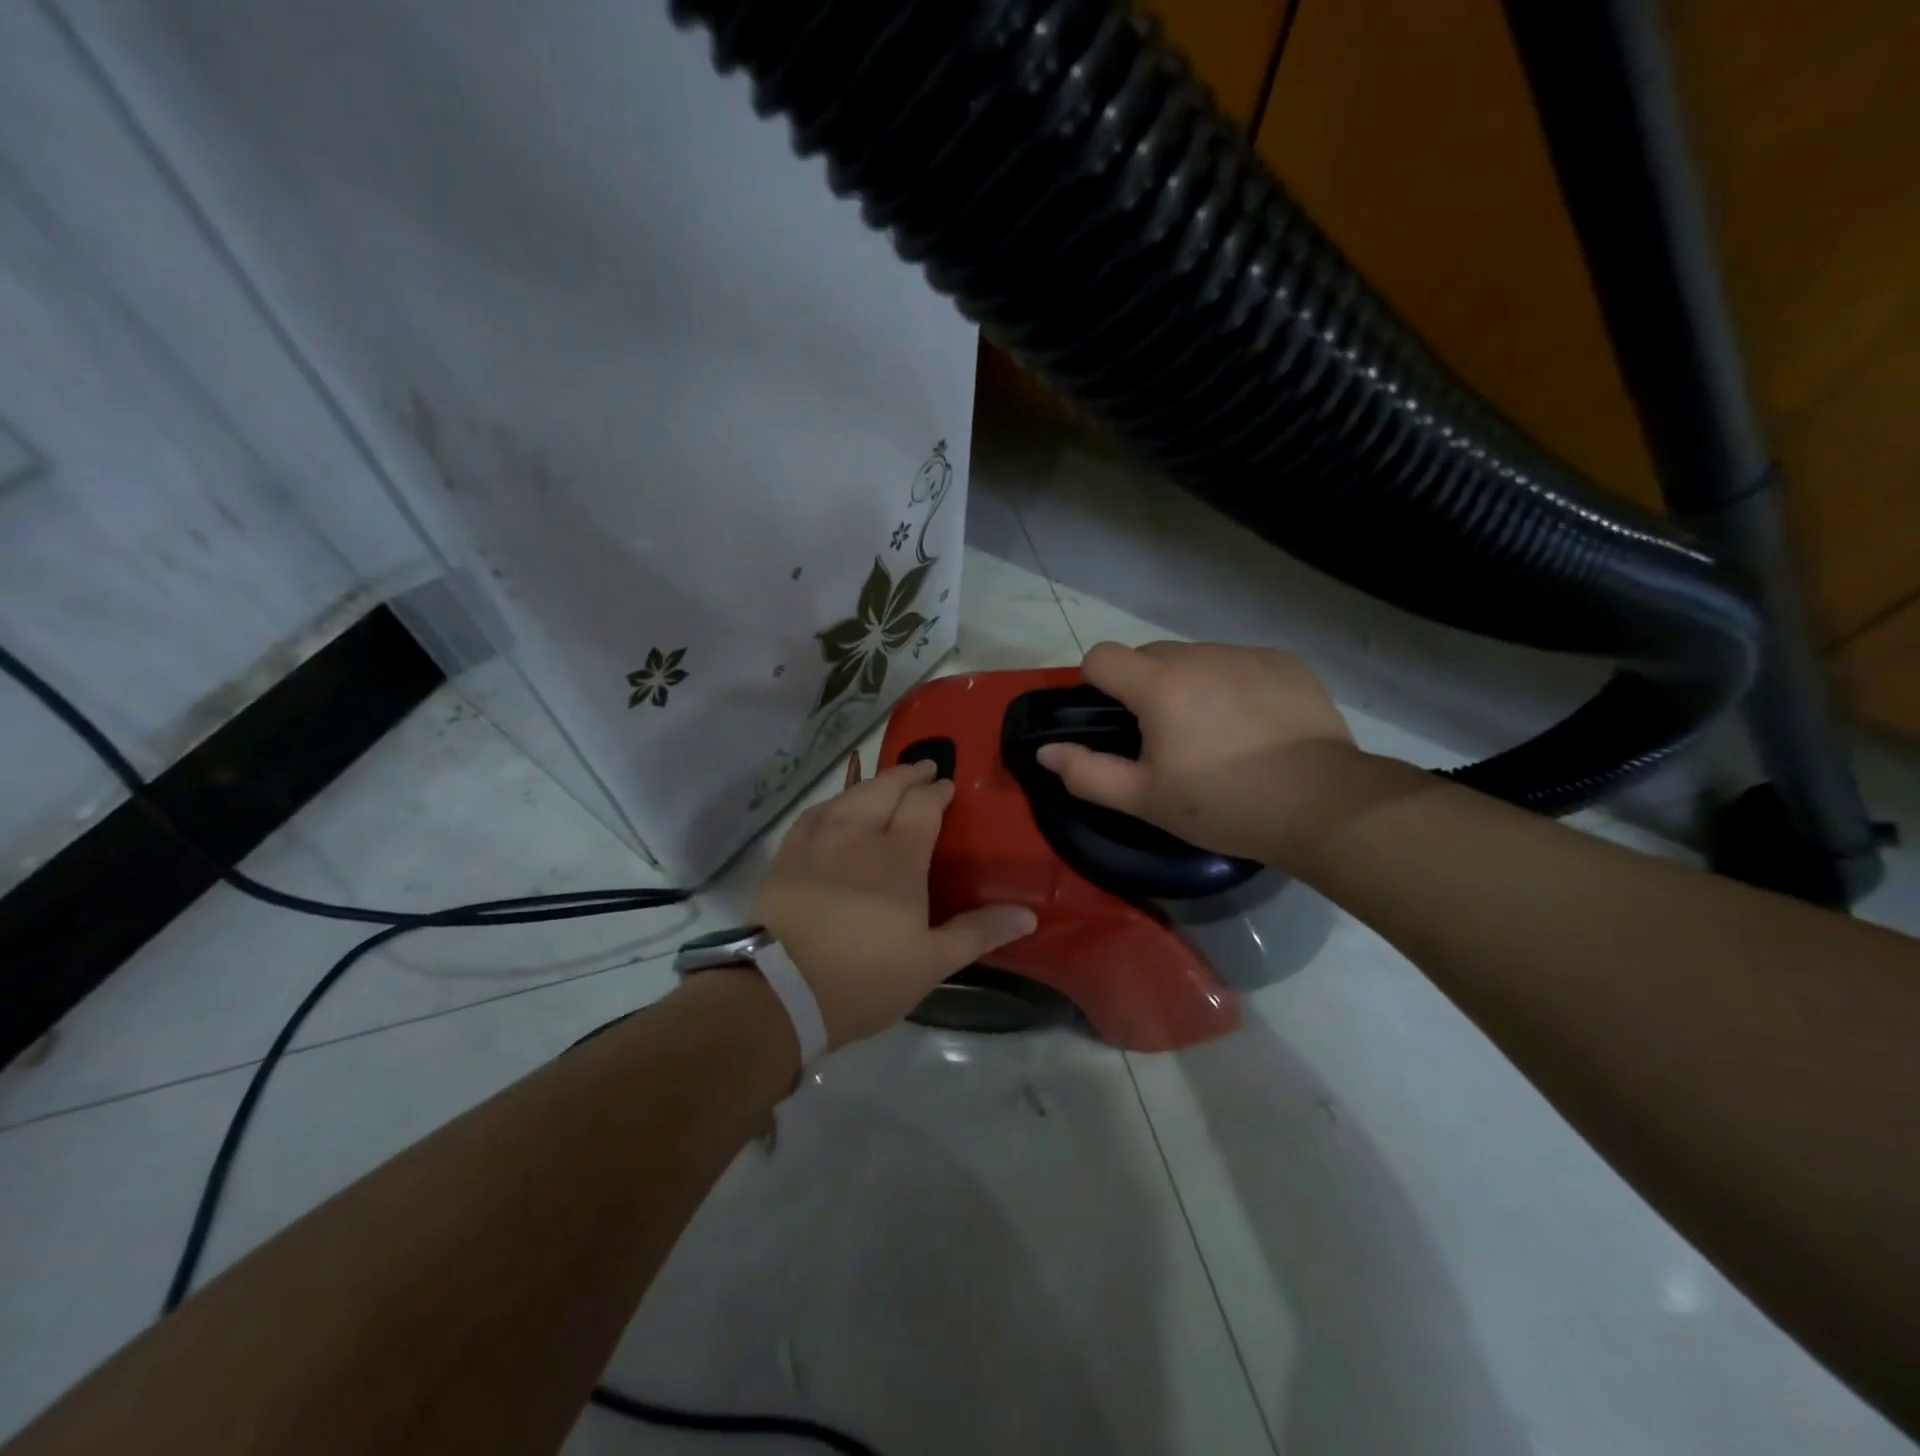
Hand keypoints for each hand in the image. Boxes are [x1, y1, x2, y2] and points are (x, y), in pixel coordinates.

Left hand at [754, 756, 1037, 1048]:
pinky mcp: (787, 854)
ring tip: (885, 782)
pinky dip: (834, 802)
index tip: (947, 785)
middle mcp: (859, 834)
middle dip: (908, 774)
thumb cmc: (865, 977)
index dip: (937, 791)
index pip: (922, 806)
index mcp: (899, 857)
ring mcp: (818, 840)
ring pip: (849, 795)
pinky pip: (815, 813)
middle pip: (885, 789)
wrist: (780, 991)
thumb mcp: (931, 962)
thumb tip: (1029, 915)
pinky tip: (837, 807)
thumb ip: (979, 932)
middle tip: (924, 767)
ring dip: (872, 782)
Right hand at [1035, 640, 1359, 868]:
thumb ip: (1087, 773)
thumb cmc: (1225, 805)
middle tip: (1166, 738)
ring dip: (1188, 684)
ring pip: (1195, 658)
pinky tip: (1254, 724)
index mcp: (1159, 685)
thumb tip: (1045, 751)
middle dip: (1143, 686)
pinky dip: (1232, 684)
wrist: (1324, 805)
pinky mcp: (1285, 661)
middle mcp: (1199, 655)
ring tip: (1215, 733)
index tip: (1115, 723)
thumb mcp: (1145, 800)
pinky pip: (1238, 662)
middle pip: (1148, 654)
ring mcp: (1246, 653)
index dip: (1096, 685)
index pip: (1101, 656)